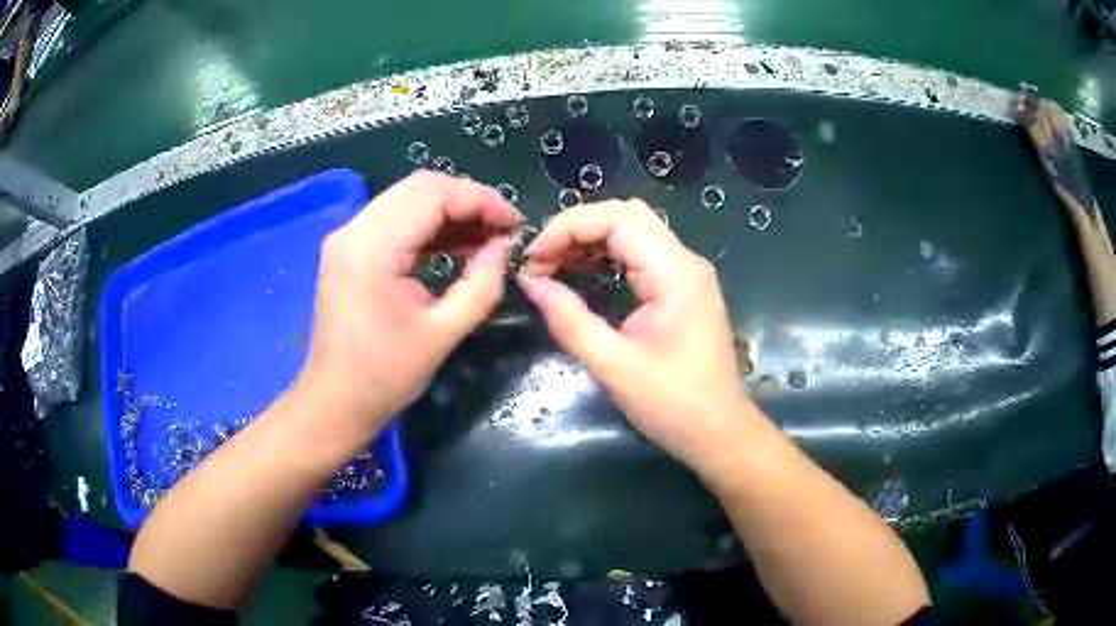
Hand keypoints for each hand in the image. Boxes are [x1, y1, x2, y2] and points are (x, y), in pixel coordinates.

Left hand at [299, 171, 521, 433]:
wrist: (335, 402)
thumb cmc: (386, 375)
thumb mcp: (444, 332)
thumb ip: (482, 284)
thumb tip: (504, 246)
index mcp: (372, 247)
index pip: (433, 195)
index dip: (481, 200)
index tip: (515, 224)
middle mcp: (354, 230)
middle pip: (419, 188)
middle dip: (468, 201)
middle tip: (503, 228)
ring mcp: (347, 238)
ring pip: (407, 200)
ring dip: (449, 212)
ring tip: (487, 236)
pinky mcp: (349, 250)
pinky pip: (395, 221)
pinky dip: (428, 226)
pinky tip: (457, 244)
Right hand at [521, 199, 749, 465]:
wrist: (719, 432)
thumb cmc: (673, 405)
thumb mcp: (614, 366)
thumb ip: (570, 321)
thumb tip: (532, 283)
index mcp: (676, 273)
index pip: (617, 219)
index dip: (568, 228)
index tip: (533, 259)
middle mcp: (685, 261)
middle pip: (626, 215)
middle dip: (577, 228)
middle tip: (541, 261)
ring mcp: (686, 273)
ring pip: (633, 230)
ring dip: (590, 239)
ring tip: (553, 266)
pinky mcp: (682, 288)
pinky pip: (640, 254)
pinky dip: (607, 255)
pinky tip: (582, 273)